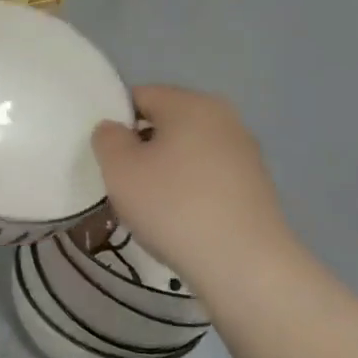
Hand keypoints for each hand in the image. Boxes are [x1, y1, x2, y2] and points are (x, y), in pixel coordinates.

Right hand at [90, 86, 289, 290]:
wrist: (242, 262)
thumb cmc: (172, 205)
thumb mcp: (119, 168)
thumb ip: (107, 138)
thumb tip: (115, 129)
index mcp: (191, 104)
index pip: (140, 95)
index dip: (114, 120)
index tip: (103, 154)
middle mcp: (224, 118)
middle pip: (166, 122)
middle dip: (140, 145)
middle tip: (120, 179)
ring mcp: (244, 152)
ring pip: (187, 150)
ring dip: (163, 169)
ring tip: (147, 203)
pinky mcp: (254, 185)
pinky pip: (206, 175)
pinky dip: (187, 189)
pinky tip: (177, 218)